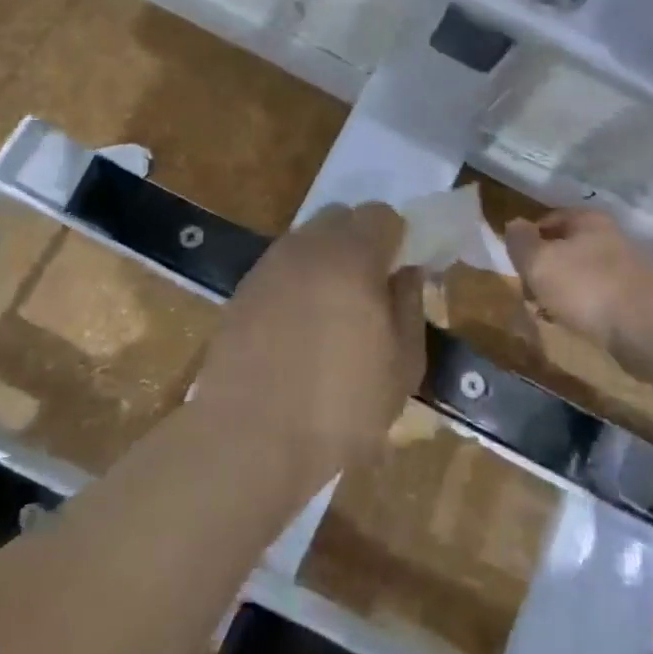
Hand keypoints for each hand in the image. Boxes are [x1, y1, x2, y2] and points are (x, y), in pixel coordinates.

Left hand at [192, 203, 423, 479]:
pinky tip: (296, 328)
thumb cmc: (341, 407)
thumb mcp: (403, 365)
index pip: (382, 215)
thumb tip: (408, 272)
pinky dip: (296, 282)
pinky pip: (280, 268)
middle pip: (341, 218)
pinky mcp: (241, 290)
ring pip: (307, 241)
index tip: (400, 273)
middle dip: (360, 241)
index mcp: (352, 256)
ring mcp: (268, 265)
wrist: (249, 438)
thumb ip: (410, 305)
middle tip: (368, 289)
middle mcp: (307, 247)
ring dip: (326, 261)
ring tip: (331, 312)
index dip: (397, 239)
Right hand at [504, 208, 652, 365]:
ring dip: (564, 291)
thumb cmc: (586, 286)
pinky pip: (600, 298)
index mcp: (587, 219)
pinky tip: (576, 325)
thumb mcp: (539, 261)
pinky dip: (585, 309)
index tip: (516, 262)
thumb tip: (513, 225)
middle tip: (529, 291)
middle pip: (567, 247)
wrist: (650, 327)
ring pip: (583, 274)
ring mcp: (628, 269)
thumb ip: (521, 242)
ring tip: (549, 313)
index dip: (529, 238)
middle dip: (546, 268)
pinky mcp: (639, 300)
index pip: (549, 219)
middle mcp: (610, 237)